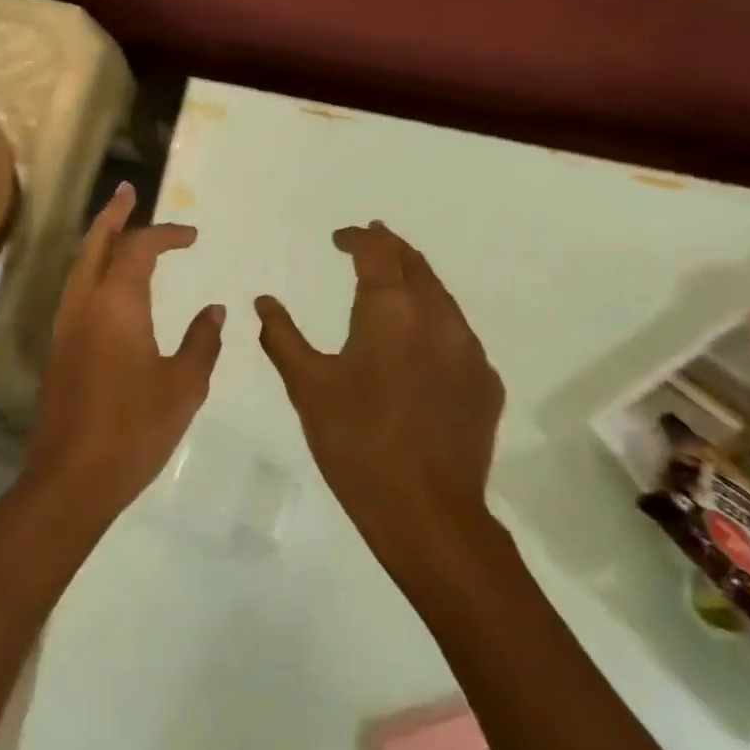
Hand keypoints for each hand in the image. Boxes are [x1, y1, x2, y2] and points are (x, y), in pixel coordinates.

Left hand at [25, 182, 224, 524]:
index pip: (139, 249)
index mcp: (117, 304)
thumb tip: (214, 311)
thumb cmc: (134, 430)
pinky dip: (91, 269)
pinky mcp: (59, 349)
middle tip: (127, 191)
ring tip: (117, 224)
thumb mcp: (184, 386)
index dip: (166, 234)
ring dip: (98, 239)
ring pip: (79, 266)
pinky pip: (75, 290)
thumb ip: (202, 341)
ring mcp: (65, 326)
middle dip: (113, 214)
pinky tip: (107, 283)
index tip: (192, 236)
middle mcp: (84, 304)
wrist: (71, 478)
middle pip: (95, 243)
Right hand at [255, 223, 503, 566]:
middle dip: (390, 248)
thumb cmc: (357, 442)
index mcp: (391, 310)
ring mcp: (469, 350)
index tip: (339, 238)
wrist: (428, 512)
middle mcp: (437, 317)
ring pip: (442, 296)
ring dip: (415, 282)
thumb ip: (283, 337)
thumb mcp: (308, 387)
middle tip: (369, 243)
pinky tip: (420, 345)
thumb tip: (264, 301)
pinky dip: (434, 322)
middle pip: (415, 264)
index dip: (357, 238)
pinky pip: (458, 335)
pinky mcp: (485, 383)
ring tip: (392, 286)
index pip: (377, 251)